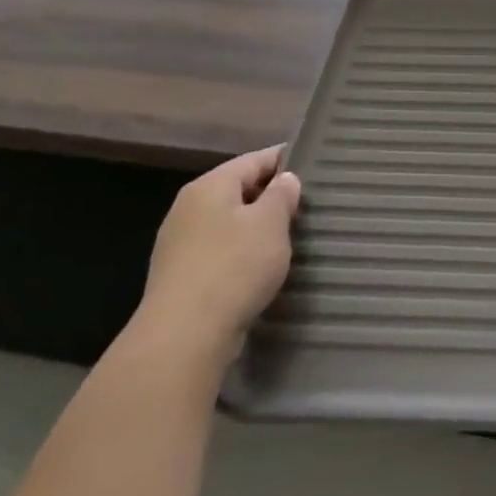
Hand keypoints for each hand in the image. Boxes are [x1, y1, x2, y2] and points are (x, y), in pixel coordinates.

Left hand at [137, 146, 301, 362]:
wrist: (185, 335)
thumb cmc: (234, 267)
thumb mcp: (270, 224)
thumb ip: (281, 195)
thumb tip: (285, 179)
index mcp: (209, 186)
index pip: (253, 160)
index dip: (284, 160)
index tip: (314, 164)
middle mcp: (188, 208)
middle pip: (238, 189)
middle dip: (271, 194)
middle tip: (308, 204)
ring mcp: (180, 243)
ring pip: (229, 221)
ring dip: (257, 226)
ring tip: (290, 236)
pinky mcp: (181, 275)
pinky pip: (220, 250)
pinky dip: (242, 251)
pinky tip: (261, 266)